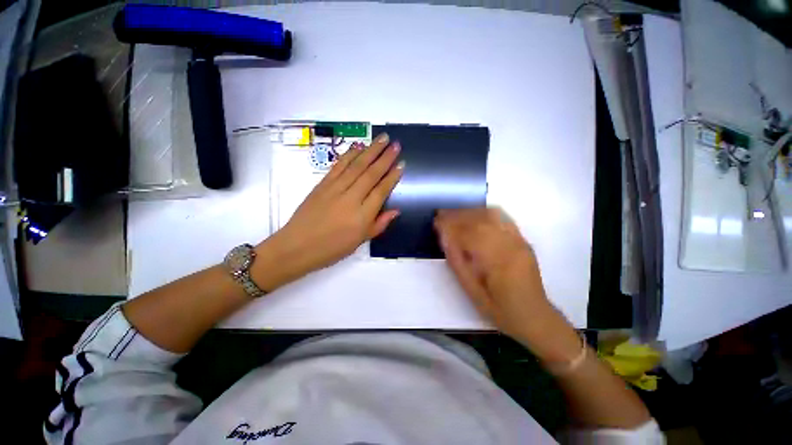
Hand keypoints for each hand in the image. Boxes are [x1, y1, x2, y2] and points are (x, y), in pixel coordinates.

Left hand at [253, 133, 402, 290]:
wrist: (298, 246)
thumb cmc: (332, 248)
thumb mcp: (360, 242)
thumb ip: (379, 224)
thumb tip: (396, 211)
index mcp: (362, 215)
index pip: (381, 191)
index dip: (392, 177)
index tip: (401, 164)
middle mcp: (351, 198)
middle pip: (371, 173)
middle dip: (385, 157)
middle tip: (395, 144)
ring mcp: (335, 189)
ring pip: (356, 165)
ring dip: (370, 150)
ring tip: (382, 139)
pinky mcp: (322, 184)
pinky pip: (338, 166)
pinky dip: (349, 155)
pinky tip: (358, 146)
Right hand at [434, 208, 555, 341]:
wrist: (535, 316)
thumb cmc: (500, 309)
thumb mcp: (472, 291)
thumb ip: (457, 263)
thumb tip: (445, 239)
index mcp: (496, 261)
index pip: (468, 234)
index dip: (449, 225)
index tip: (436, 222)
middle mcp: (509, 245)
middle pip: (479, 220)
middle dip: (457, 215)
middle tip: (441, 215)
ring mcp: (518, 241)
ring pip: (491, 216)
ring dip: (470, 212)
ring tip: (455, 214)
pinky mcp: (522, 240)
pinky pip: (504, 218)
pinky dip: (486, 213)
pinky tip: (475, 215)